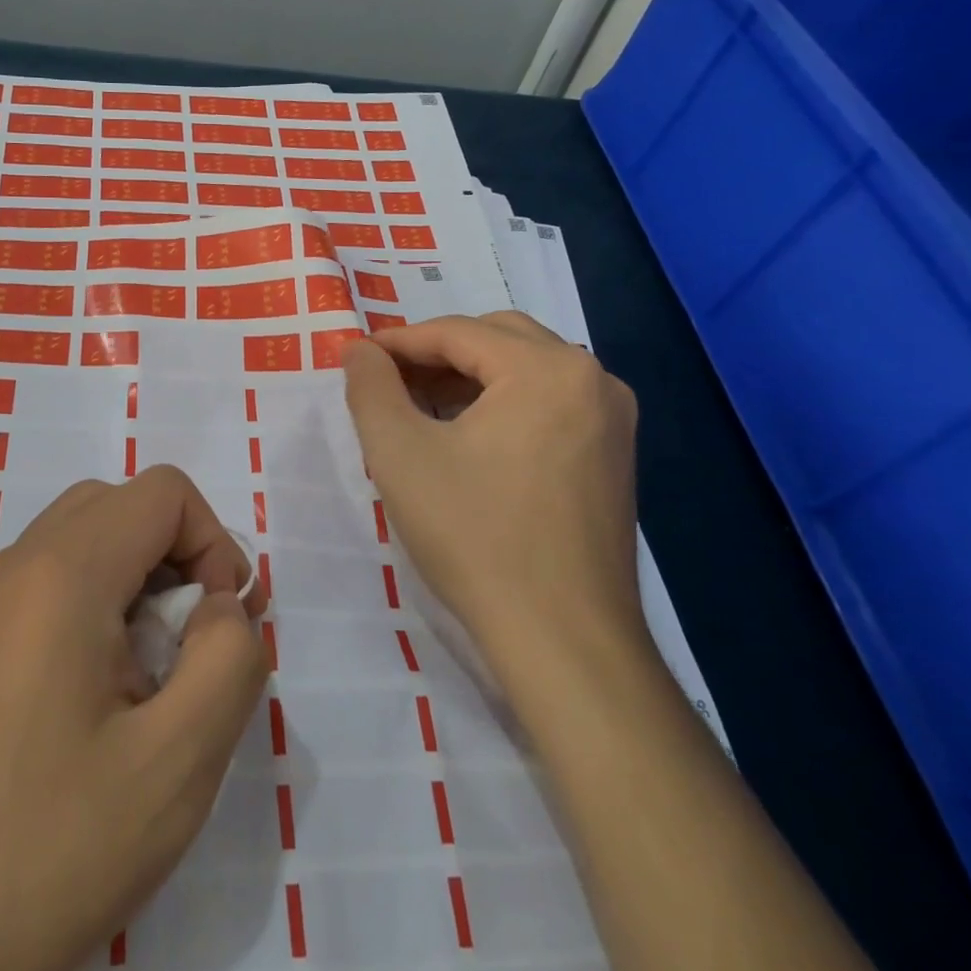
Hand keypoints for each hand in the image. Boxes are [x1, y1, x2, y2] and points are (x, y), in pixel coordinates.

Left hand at [0, 466, 269, 970]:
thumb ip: (228, 661)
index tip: (220, 629)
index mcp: (63, 574)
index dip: (215, 544)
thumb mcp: (174, 766)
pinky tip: (101, 700)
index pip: (163, 493)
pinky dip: (100, 605)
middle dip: (179, 555)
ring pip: (86, 540)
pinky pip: (53, 583)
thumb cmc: (44, 850)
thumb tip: (221, 609)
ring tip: (152, 678)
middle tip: (192, 646)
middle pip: (122, 506)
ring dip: (140, 582)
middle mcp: (17, 567)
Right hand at [340, 312, 642, 704]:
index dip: (399, 342)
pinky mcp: (613, 458)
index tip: (357, 358)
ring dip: (469, 378)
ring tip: (419, 409)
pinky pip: (548, 405)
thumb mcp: (400, 454)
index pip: (458, 331)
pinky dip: (501, 406)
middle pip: (498, 340)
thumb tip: (359, 349)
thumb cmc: (475, 536)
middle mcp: (592, 379)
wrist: (562, 639)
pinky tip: (466, 439)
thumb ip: (370, 387)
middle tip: (388, 382)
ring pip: (525, 372)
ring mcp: (612, 420)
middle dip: (437, 354)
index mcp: (547, 369)